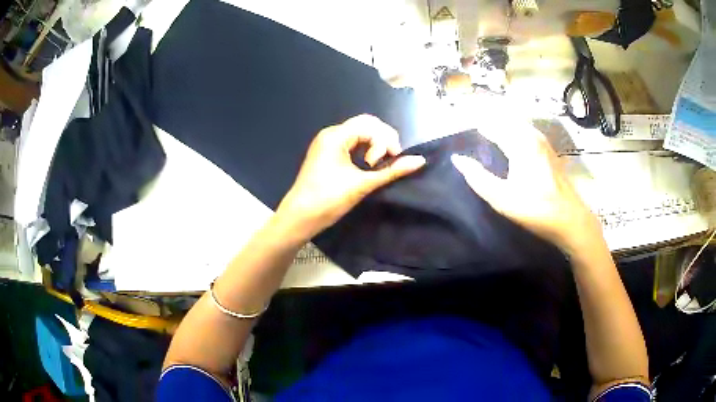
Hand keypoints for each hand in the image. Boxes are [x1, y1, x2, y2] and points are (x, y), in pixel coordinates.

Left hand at [276, 114, 425, 235]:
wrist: (300, 217)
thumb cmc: (329, 199)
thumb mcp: (362, 184)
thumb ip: (392, 170)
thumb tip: (419, 161)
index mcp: (336, 136)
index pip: (370, 124)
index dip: (386, 139)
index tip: (392, 159)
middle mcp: (330, 134)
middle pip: (365, 125)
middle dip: (381, 140)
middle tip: (388, 160)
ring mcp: (327, 144)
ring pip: (358, 134)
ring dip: (373, 145)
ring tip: (376, 165)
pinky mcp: (326, 154)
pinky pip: (350, 144)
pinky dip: (363, 151)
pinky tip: (367, 166)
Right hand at [451, 119, 601, 255]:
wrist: (570, 219)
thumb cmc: (536, 209)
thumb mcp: (502, 198)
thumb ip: (478, 178)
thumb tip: (458, 158)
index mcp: (520, 143)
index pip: (492, 124)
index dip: (475, 122)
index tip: (460, 119)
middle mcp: (532, 136)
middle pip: (506, 118)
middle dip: (488, 115)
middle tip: (470, 118)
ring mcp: (543, 143)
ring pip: (518, 123)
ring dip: (502, 121)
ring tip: (487, 124)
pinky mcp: (549, 151)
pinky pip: (526, 130)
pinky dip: (513, 128)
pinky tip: (510, 137)